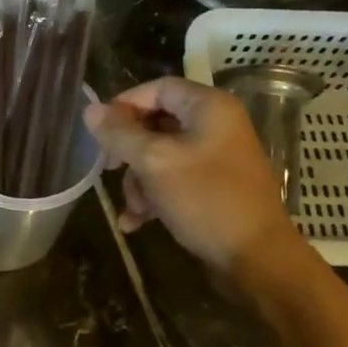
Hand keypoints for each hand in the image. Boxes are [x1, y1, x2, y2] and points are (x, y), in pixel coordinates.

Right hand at [83, 77, 294, 270]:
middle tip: (108, 170)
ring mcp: (217, 157)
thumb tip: (90, 110)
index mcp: (209, 107)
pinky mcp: (215, 187)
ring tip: (134, 209)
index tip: (100, 132)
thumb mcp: (154, 163)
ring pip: (162, 155)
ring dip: (139, 181)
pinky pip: (175, 180)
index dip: (125, 105)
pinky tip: (137, 223)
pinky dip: (155, 196)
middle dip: (129, 152)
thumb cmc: (206, 200)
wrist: (257, 258)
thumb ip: (120, 134)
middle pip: (156, 123)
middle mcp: (216, 125)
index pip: (158, 88)